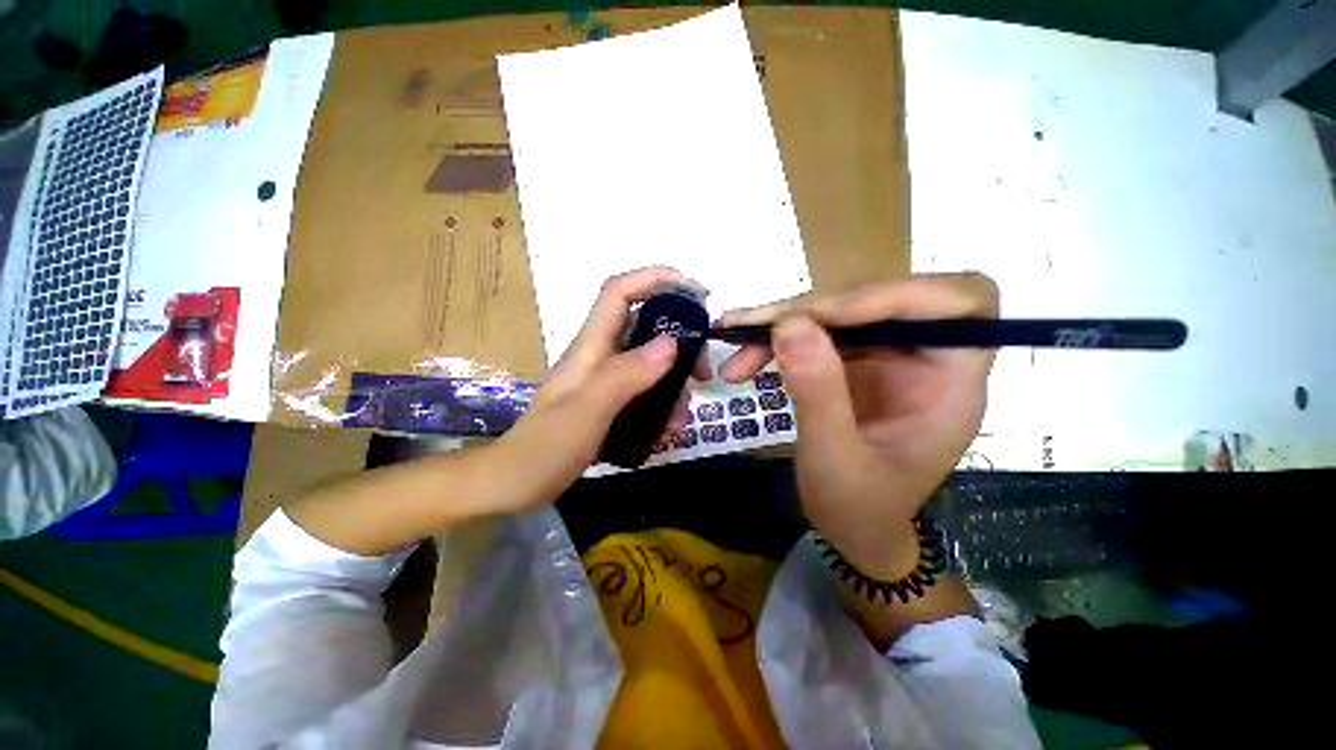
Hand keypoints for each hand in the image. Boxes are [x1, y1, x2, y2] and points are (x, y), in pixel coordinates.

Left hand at [494, 266, 704, 507]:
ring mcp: (606, 380)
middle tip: (702, 373)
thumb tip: (672, 344)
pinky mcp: (611, 402)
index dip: (654, 279)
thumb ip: (627, 375)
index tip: (693, 290)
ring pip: (652, 364)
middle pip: (646, 328)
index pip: (620, 292)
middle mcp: (601, 355)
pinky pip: (647, 392)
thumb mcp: (589, 409)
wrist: (516, 483)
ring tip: (680, 419)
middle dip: (680, 345)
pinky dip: (663, 407)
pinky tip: (666, 432)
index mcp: (591, 345)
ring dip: (674, 386)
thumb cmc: (546, 446)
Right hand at [718, 273, 998, 576]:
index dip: (894, 295)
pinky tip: (743, 358)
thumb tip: (788, 324)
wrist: (852, 526)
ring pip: (839, 310)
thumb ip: (818, 393)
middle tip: (756, 328)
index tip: (824, 315)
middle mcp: (924, 356)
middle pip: (883, 298)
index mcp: (952, 382)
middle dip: (815, 308)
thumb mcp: (836, 461)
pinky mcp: (852, 358)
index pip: (961, 302)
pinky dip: (776, 339)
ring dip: (784, 322)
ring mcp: (886, 354)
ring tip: (736, 339)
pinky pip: (814, 331)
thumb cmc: (859, 509)